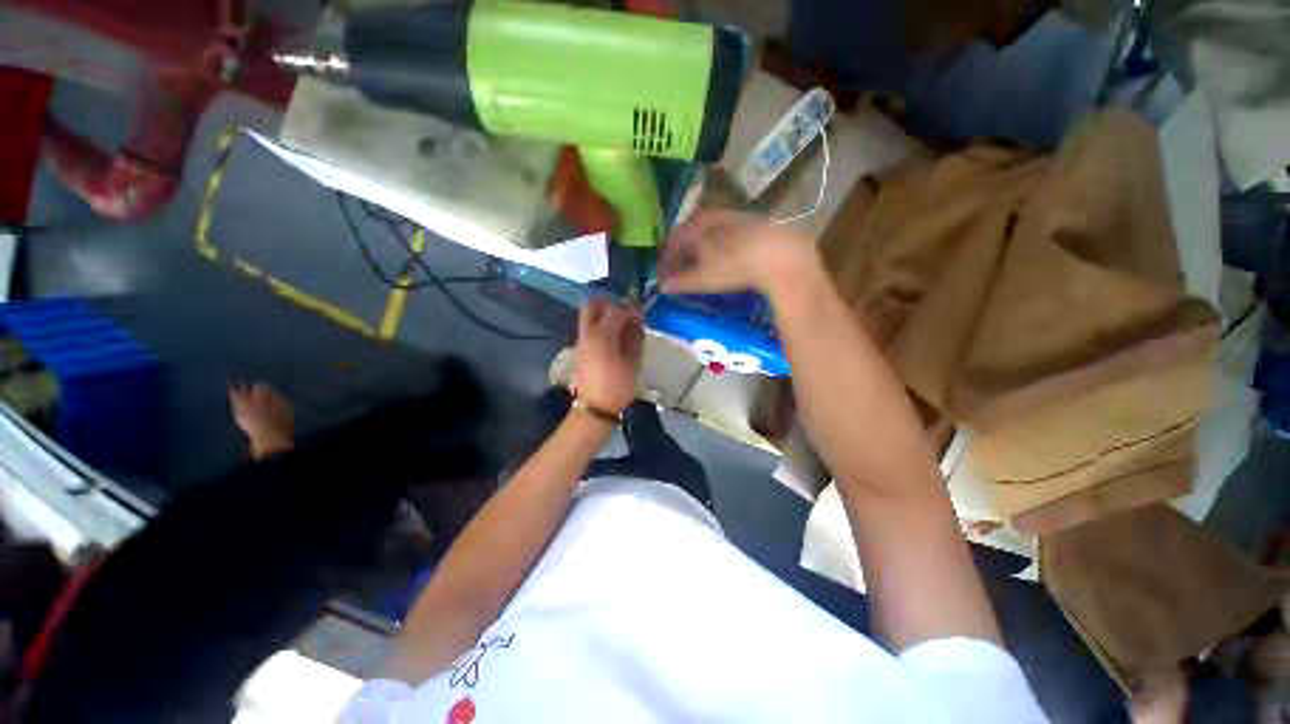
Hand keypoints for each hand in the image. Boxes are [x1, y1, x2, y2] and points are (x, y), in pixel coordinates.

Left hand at [574, 300, 643, 414]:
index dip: (630, 309)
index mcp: (602, 335)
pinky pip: (588, 328)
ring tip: (621, 324)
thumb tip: (637, 321)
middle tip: (624, 310)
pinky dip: (600, 325)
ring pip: (588, 316)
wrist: (595, 407)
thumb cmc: (617, 385)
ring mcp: (581, 341)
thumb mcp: (632, 362)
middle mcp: (588, 333)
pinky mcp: (580, 349)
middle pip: (592, 305)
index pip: (617, 311)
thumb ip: (635, 338)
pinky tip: (614, 336)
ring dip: (603, 313)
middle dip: (609, 303)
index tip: (641, 311)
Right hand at [659, 208, 819, 295]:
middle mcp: (710, 215)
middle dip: (680, 254)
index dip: (665, 260)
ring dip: (697, 250)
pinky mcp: (749, 222)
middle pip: (688, 235)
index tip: (662, 275)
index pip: (672, 242)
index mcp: (695, 225)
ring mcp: (731, 216)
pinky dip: (714, 247)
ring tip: (696, 268)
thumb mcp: (704, 277)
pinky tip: (719, 259)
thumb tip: (662, 286)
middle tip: (677, 272)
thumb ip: (681, 281)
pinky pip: (722, 234)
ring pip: (705, 233)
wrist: (777, 253)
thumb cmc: (733, 264)